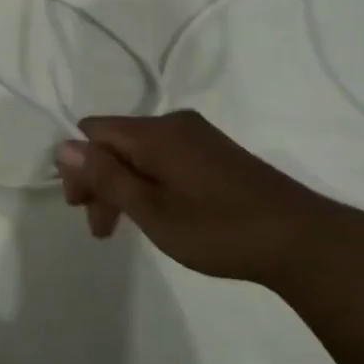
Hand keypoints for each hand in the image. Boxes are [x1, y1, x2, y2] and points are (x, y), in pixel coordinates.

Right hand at [55, 110, 346, 285]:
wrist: (300, 239)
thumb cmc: (218, 228)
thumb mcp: (152, 210)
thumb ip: (106, 177)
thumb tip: (63, 144)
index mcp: (155, 132)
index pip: (94, 132)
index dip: (79, 167)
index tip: (83, 208)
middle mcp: (174, 124)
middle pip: (116, 142)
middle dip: (99, 180)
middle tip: (101, 228)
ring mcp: (198, 137)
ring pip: (140, 153)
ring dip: (124, 185)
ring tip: (126, 228)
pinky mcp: (216, 153)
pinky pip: (165, 158)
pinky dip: (150, 183)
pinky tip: (159, 213)